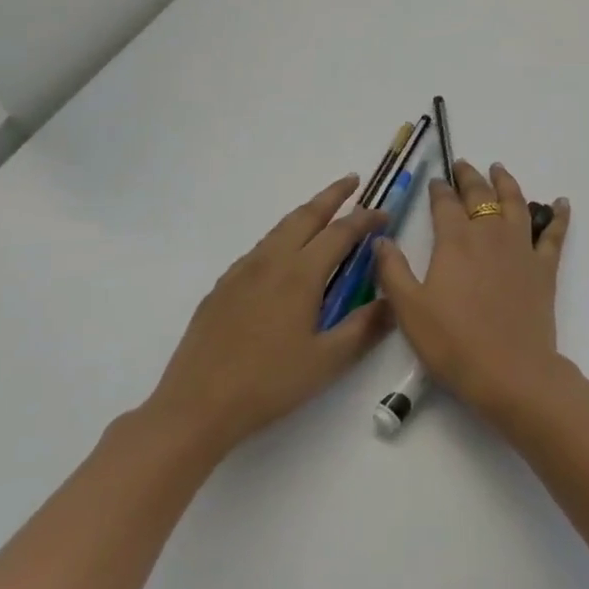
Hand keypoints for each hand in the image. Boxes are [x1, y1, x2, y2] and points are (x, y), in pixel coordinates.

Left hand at [138, 175, 392, 461]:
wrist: (195, 406)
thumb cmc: (268, 383)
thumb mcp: (327, 362)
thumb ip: (364, 327)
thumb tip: (393, 301)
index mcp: (301, 274)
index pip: (341, 233)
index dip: (365, 220)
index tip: (384, 215)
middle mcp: (271, 261)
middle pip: (306, 216)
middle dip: (332, 195)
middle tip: (352, 181)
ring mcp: (242, 272)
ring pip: (280, 228)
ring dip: (306, 214)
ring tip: (323, 212)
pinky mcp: (222, 287)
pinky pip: (260, 248)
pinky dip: (282, 236)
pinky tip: (284, 256)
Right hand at [373, 161, 570, 418]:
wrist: (511, 372)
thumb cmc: (454, 343)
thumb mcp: (409, 311)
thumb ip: (393, 271)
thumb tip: (381, 239)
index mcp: (455, 241)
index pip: (445, 204)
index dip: (439, 189)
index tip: (435, 181)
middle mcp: (489, 234)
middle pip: (480, 195)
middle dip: (469, 177)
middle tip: (463, 165)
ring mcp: (521, 247)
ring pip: (515, 203)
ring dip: (506, 182)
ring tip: (499, 169)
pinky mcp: (544, 267)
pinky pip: (554, 233)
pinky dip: (558, 214)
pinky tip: (561, 201)